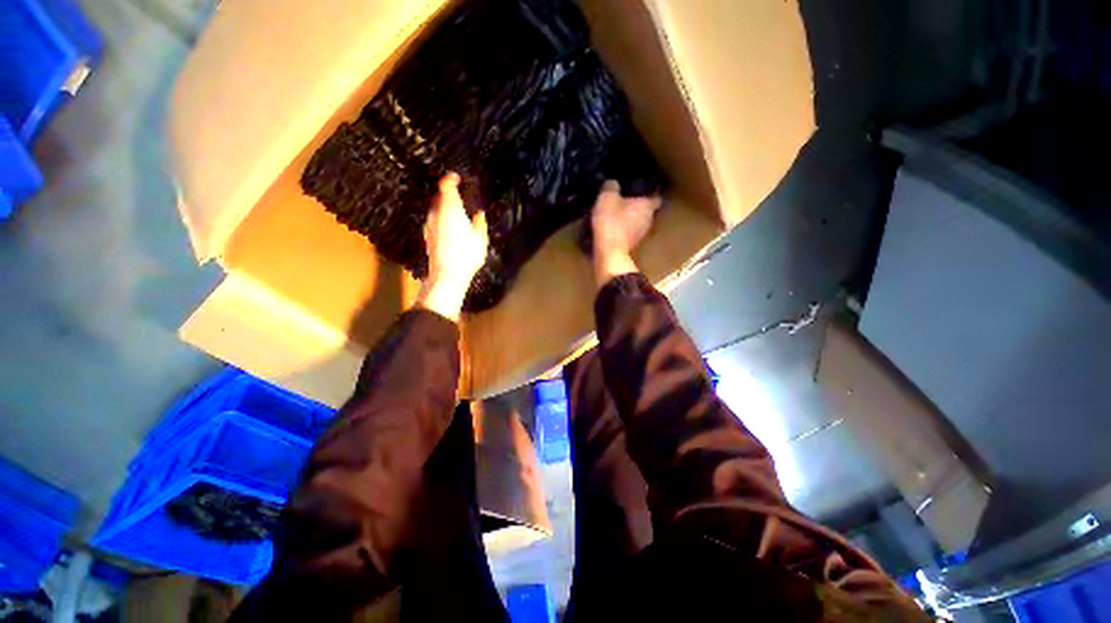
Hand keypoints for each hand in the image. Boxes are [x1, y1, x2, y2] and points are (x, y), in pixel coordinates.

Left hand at [417, 173, 489, 320]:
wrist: (447, 274)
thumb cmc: (467, 255)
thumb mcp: (480, 239)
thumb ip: (480, 223)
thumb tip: (479, 213)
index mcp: (451, 209)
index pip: (446, 185)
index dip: (451, 179)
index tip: (457, 178)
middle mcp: (436, 213)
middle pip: (439, 196)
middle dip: (449, 194)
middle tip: (460, 196)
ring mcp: (429, 224)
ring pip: (436, 209)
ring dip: (445, 207)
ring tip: (457, 213)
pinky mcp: (427, 235)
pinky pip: (434, 220)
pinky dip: (441, 218)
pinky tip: (450, 228)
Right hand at [591, 181, 660, 286]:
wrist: (609, 252)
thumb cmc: (611, 221)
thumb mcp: (607, 198)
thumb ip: (611, 187)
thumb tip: (613, 183)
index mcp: (648, 205)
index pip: (656, 195)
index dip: (650, 191)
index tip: (641, 188)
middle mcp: (649, 220)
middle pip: (647, 210)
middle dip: (637, 205)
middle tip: (625, 199)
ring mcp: (641, 235)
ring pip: (638, 222)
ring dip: (630, 219)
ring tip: (617, 213)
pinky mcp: (632, 246)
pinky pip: (629, 233)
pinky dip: (623, 230)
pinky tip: (612, 227)